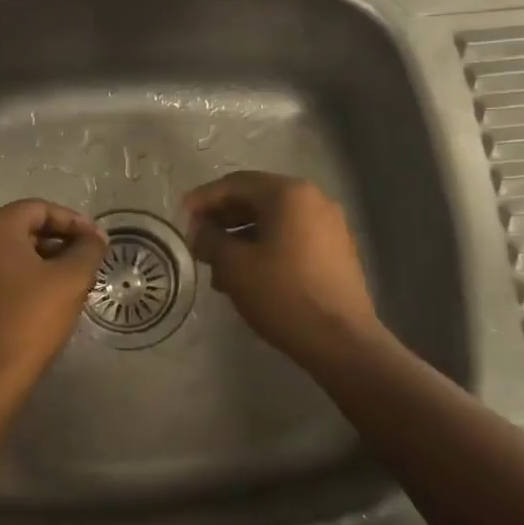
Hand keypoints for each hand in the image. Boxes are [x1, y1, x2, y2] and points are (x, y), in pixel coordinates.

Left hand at [0, 199, 106, 397]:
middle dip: (60, 240)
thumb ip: (88, 249)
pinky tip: (49, 296)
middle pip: (25, 227)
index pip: (40, 209)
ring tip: (75, 279)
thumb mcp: (71, 278)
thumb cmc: (31, 317)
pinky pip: (0, 272)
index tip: (97, 241)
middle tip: (88, 259)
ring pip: (13, 251)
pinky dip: (26, 275)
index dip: (74, 221)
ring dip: (46, 259)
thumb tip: (95, 237)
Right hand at [184, 172, 381, 371]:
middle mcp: (314, 200)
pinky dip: (265, 247)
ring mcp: (330, 226)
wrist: (341, 340)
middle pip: (257, 199)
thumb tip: (200, 231)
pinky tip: (246, 274)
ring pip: (274, 221)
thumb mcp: (234, 266)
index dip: (204, 198)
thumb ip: (210, 240)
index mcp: (289, 194)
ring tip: (216, 264)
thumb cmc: (283, 294)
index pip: (236, 184)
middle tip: (197, 239)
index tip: (182, 214)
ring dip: (241, 236)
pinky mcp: (336, 251)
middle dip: (223, 218)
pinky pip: (291, 238)